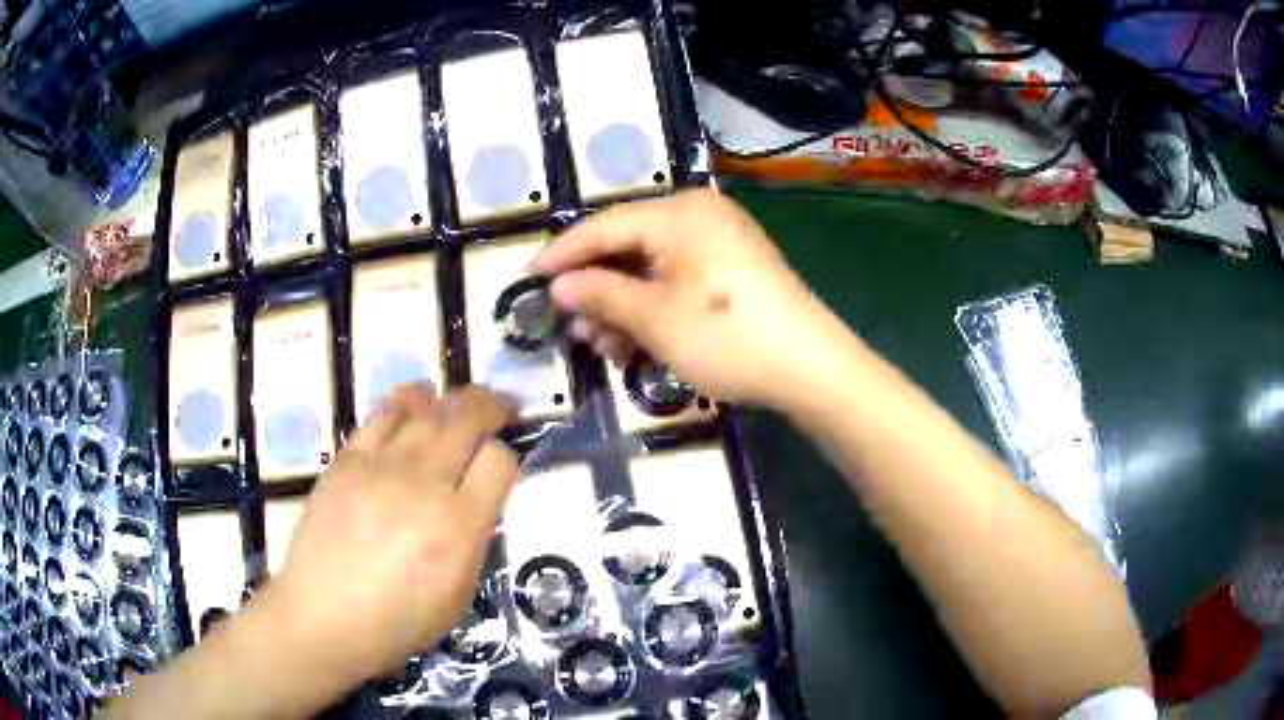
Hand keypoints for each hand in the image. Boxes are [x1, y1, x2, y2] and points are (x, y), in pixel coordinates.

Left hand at [260, 384, 517, 686]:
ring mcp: (381, 465)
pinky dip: (406, 402)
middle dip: (493, 406)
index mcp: (457, 526)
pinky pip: (383, 413)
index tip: (502, 466)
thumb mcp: (459, 595)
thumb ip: (475, 541)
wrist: (324, 615)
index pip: (498, 461)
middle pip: (467, 419)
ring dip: (451, 400)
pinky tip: (414, 406)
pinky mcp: (348, 459)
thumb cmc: (398, 620)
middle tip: (502, 407)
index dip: (508, 456)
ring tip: (459, 404)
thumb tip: (479, 500)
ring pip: (427, 408)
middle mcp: (423, 484)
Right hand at [532, 189, 841, 407]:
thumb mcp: (654, 319)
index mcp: (680, 213)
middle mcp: (699, 216)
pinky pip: (677, 280)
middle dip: (596, 289)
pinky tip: (636, 340)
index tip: (529, 277)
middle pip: (628, 246)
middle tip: (570, 324)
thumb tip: (558, 286)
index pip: (605, 225)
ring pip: (651, 268)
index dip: (563, 253)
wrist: (810, 368)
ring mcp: (719, 243)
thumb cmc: (727, 336)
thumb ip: (600, 295)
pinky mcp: (732, 271)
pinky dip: (652, 308)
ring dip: (622, 306)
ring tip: (603, 345)